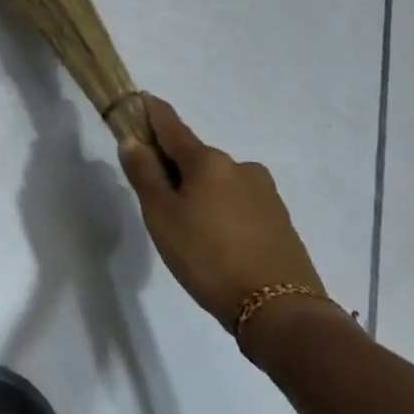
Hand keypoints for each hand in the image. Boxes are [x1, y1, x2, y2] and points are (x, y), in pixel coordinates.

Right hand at [119, 96, 330, 336]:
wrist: (282, 313)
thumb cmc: (209, 258)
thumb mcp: (162, 217)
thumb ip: (144, 175)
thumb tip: (131, 139)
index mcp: (207, 161)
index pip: (172, 126)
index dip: (153, 113)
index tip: (142, 100)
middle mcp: (238, 166)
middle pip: (196, 157)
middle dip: (176, 167)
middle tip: (159, 198)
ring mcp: (265, 193)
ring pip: (220, 181)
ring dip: (202, 191)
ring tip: (192, 229)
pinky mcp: (281, 220)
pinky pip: (240, 203)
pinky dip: (224, 210)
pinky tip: (220, 241)